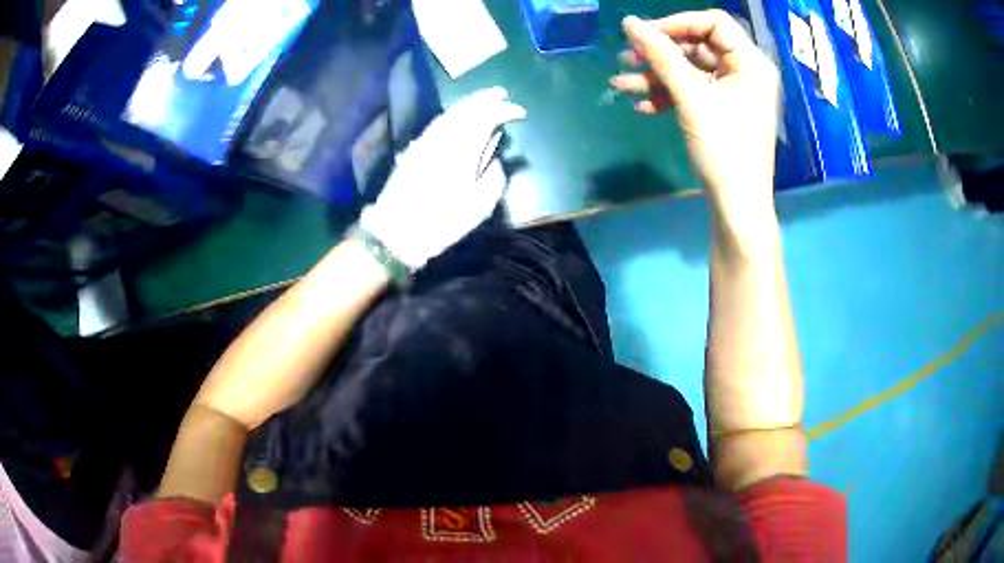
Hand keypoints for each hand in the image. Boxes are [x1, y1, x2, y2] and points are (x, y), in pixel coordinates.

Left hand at [359, 87, 525, 269]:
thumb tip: (494, 162)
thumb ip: (493, 178)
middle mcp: (443, 138)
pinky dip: (451, 115)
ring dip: (468, 104)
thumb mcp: (479, 206)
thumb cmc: (442, 222)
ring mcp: (426, 141)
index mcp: (462, 149)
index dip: (504, 112)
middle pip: (465, 109)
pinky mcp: (414, 149)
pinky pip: (437, 123)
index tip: (520, 112)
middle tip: (502, 93)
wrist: (397, 231)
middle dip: (485, 99)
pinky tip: (458, 116)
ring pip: (449, 113)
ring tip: (483, 100)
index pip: (486, 119)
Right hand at [611, 11, 780, 228]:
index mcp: (751, 63)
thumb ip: (661, 56)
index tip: (645, 34)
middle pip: (698, 45)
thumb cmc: (724, 149)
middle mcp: (744, 72)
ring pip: (690, 69)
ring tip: (621, 84)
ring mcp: (732, 92)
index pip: (714, 23)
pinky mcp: (721, 109)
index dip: (678, 23)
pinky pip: (692, 90)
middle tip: (627, 57)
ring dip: (656, 75)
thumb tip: (629, 22)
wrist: (736, 205)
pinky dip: (667, 95)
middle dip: (661, 52)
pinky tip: (642, 105)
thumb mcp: (692, 98)